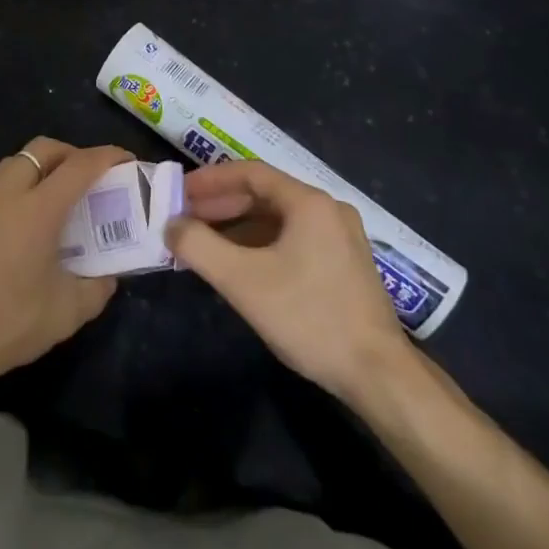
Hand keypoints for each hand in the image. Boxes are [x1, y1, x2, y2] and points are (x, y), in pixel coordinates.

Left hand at [0, 138, 130, 409]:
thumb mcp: (64, 314)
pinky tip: (24, 221)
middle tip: (91, 179)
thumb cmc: (4, 323)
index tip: (127, 159)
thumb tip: (109, 275)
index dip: (108, 157)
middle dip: (73, 154)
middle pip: (44, 149)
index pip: (80, 165)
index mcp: (37, 207)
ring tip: (59, 200)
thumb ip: (97, 289)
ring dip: (43, 167)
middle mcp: (7, 191)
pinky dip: (19, 185)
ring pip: (17, 162)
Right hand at [166, 160, 422, 405]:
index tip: (179, 192)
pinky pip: (293, 238)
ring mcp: (340, 237)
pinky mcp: (345, 263)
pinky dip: (261, 244)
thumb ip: (199, 246)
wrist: (378, 375)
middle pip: (264, 194)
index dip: (210, 180)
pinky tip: (239, 265)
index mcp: (309, 202)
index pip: (250, 173)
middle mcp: (328, 209)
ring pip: (278, 218)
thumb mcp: (242, 281)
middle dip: (221, 204)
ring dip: (238, 226)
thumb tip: (171, 225)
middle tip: (185, 218)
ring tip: (204, 243)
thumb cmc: (308, 317)